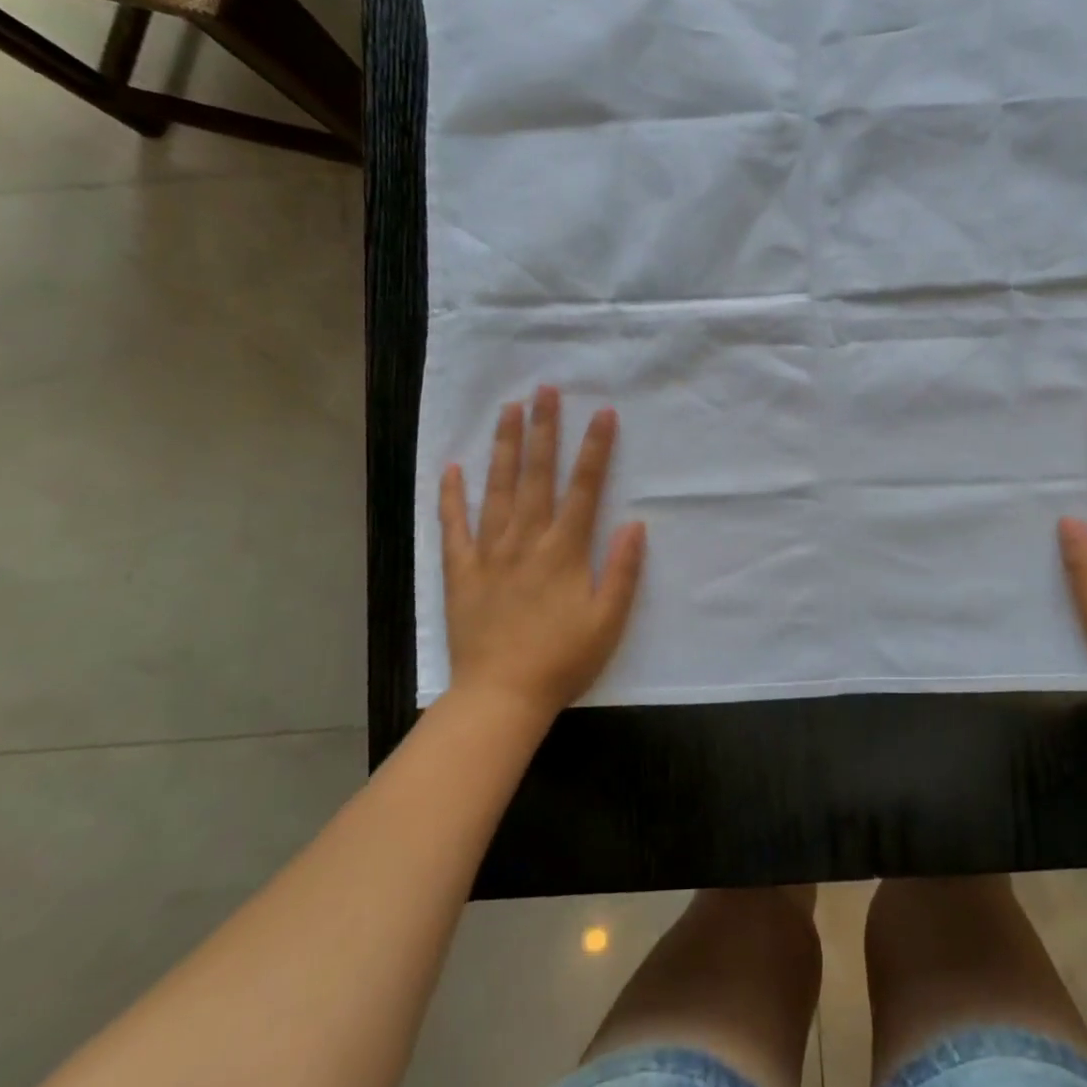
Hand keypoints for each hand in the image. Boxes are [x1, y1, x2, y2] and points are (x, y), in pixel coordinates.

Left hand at [439, 386, 646, 723]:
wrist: (501, 697)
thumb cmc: (562, 660)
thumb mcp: (608, 621)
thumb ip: (622, 571)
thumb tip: (635, 523)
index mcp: (564, 550)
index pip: (584, 487)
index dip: (595, 448)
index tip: (602, 413)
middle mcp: (526, 540)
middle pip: (536, 475)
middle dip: (543, 429)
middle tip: (544, 389)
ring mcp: (489, 552)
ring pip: (497, 489)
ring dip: (504, 447)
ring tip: (507, 409)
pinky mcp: (460, 571)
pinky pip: (454, 526)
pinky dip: (452, 496)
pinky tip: (452, 467)